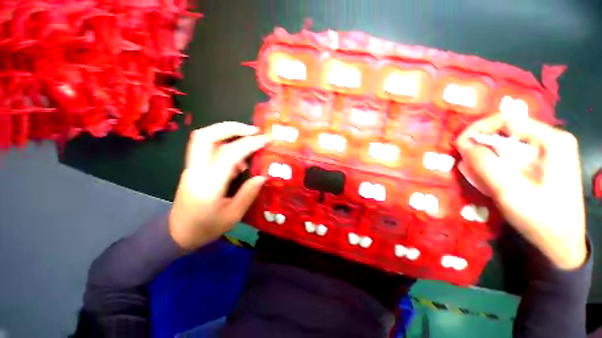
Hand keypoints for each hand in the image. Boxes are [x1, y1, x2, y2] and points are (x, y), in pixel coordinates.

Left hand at [168, 122, 268, 250]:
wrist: (177, 233)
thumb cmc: (206, 227)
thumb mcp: (233, 216)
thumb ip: (248, 194)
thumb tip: (262, 176)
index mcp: (208, 185)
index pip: (229, 154)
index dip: (249, 144)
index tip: (265, 140)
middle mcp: (196, 171)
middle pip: (206, 136)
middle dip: (231, 127)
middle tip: (253, 130)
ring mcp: (192, 167)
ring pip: (204, 138)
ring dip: (228, 132)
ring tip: (249, 138)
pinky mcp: (193, 168)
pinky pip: (208, 148)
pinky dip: (225, 145)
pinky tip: (239, 158)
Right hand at [455, 113, 586, 269]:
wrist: (560, 244)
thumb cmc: (541, 219)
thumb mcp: (510, 191)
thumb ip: (485, 164)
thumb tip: (462, 143)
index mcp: (552, 141)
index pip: (508, 120)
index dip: (479, 129)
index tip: (459, 145)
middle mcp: (550, 141)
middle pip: (506, 133)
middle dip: (482, 148)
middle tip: (467, 165)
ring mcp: (546, 153)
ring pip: (505, 146)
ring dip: (486, 160)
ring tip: (477, 177)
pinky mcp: (540, 164)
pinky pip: (510, 158)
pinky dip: (495, 167)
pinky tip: (489, 181)